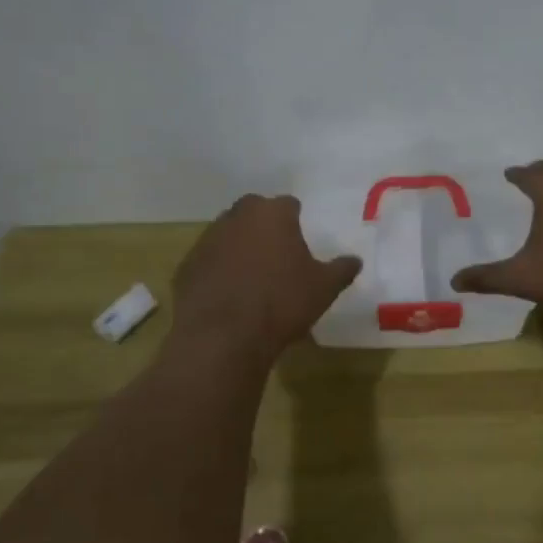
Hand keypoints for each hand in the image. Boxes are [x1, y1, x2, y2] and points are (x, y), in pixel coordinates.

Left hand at [172, 195, 361, 364]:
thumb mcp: (324, 288)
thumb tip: (355, 261)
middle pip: (254, 211)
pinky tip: (229, 294)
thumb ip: (341, 269)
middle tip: (277, 253)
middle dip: (265, 226)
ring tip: (253, 276)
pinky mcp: (186, 266)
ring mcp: (207, 240)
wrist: (224, 337)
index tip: (301, 238)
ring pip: (227, 234)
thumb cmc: (282, 303)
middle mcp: (237, 217)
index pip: (289, 204)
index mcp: (273, 214)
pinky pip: (208, 261)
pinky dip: (218, 270)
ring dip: (239, 246)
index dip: (296, 219)